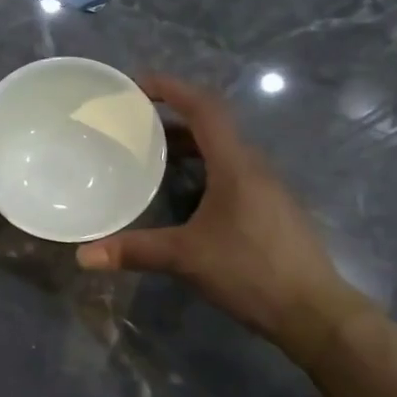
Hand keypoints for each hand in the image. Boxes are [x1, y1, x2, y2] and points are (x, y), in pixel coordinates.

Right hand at [76, 76, 372, 364]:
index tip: (135, 84)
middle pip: (211, 125)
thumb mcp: (186, 258)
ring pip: (222, 150)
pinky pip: (231, 172)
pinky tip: (183, 194)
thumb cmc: (251, 272)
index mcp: (236, 164)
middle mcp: (254, 166)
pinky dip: (202, 168)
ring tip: (149, 154)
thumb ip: (134, 251)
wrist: (314, 312)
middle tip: (132, 122)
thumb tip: (83, 256)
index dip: (170, 88)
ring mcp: (267, 188)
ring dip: (186, 144)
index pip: (203, 107)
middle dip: (170, 116)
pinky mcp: (271, 208)